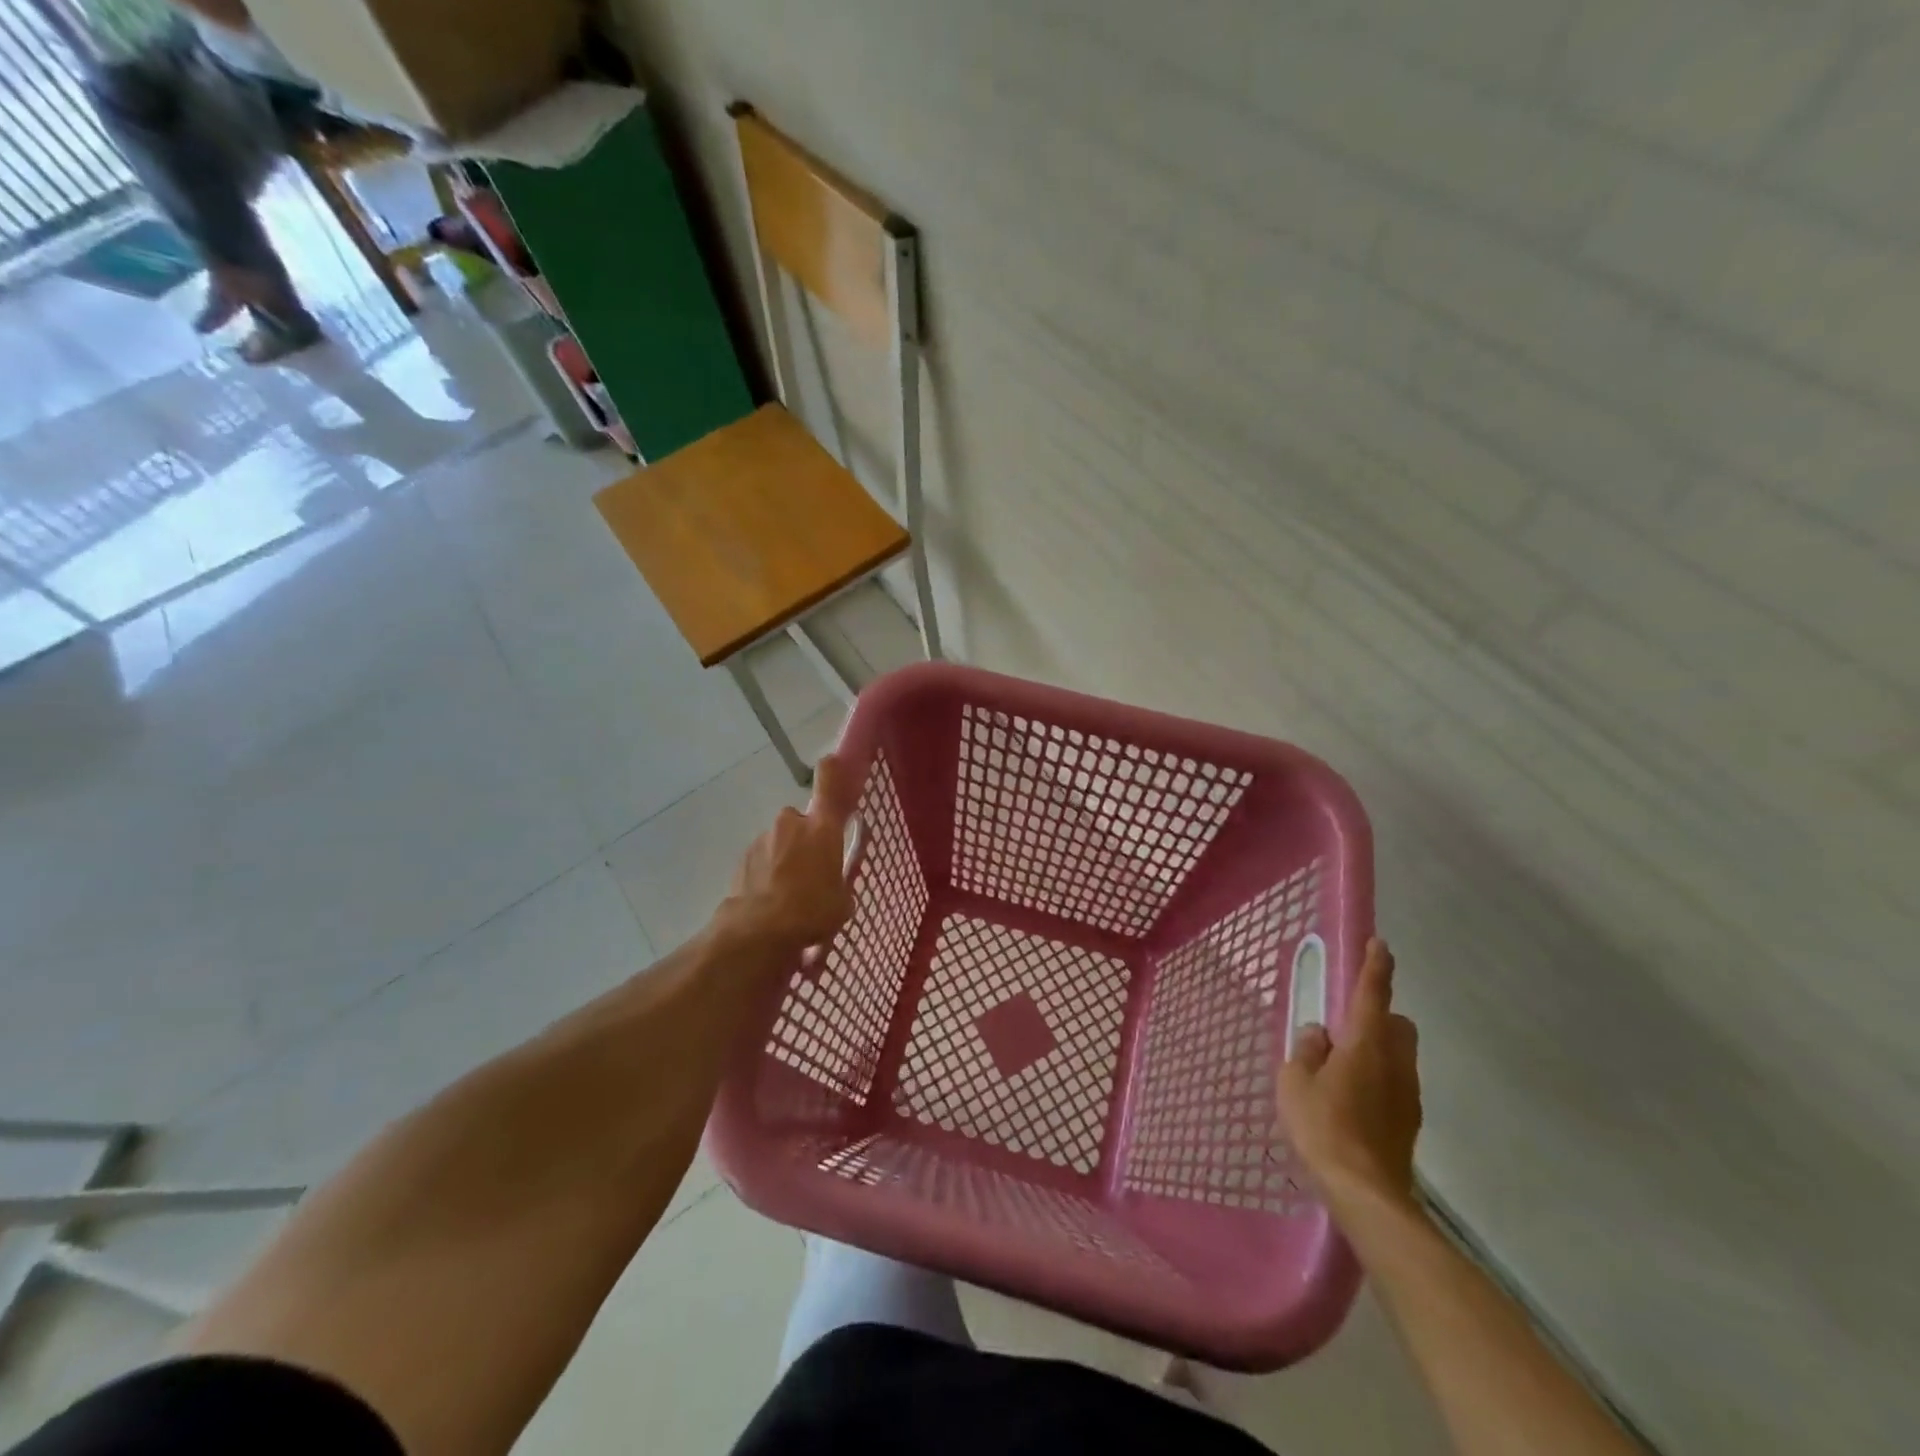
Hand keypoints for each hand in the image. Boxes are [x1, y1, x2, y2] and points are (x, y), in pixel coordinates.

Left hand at [713, 754, 855, 956]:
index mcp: (822, 829)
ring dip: (785, 859)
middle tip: (812, 870)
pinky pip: (762, 859)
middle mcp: (791, 824)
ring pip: (780, 842)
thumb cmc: (811, 912)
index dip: (833, 770)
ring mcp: (763, 839)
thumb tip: (837, 887)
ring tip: (789, 894)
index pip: (829, 784)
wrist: (757, 931)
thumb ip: (841, 884)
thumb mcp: (842, 902)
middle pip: (802, 821)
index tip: (833, 761)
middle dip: (806, 840)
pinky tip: (770, 901)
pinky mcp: (742, 858)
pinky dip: (766, 874)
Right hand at [1276, 937, 1421, 1208]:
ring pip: (1398, 1055)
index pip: (1373, 995)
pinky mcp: (1409, 1122)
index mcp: (1365, 1044)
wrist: (1366, 1193)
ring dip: (1377, 1051)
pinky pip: (1395, 1084)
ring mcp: (1407, 1094)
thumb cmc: (1324, 1127)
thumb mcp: (1296, 1082)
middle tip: (1345, 1029)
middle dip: (1379, 1017)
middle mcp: (1394, 1063)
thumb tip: (1318, 1034)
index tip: (1380, 945)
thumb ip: (1306, 1050)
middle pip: (1397, 1025)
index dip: (1376, 967)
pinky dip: (1378, 1080)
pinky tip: (1351, 1103)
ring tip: (1341, 1071)